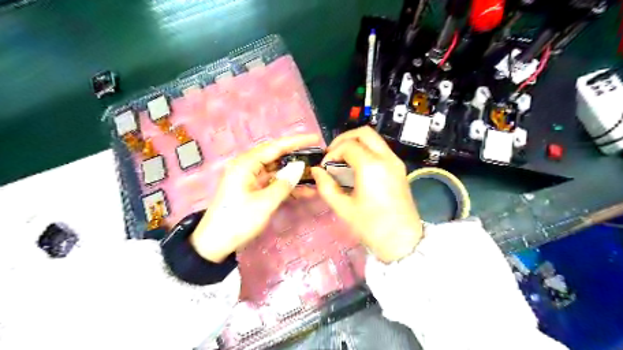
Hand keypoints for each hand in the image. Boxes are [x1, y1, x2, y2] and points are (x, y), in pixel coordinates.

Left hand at [191, 134, 320, 261]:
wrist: (215, 243)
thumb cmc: (238, 221)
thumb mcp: (264, 203)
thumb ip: (284, 183)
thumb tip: (299, 167)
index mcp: (246, 164)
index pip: (275, 147)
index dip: (297, 142)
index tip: (315, 138)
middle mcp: (248, 166)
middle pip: (276, 155)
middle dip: (297, 156)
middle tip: (317, 155)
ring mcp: (250, 178)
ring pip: (277, 170)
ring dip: (294, 173)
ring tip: (315, 174)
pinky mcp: (253, 189)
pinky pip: (273, 182)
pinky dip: (287, 186)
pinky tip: (305, 191)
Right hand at [311, 126, 423, 261]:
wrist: (403, 241)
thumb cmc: (371, 227)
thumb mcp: (343, 208)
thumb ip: (326, 186)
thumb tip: (317, 171)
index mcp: (371, 166)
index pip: (348, 145)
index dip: (332, 153)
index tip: (325, 167)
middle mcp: (386, 158)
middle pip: (364, 132)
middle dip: (344, 139)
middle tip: (333, 155)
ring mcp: (396, 162)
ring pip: (374, 139)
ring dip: (356, 143)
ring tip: (343, 160)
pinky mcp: (400, 168)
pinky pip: (381, 149)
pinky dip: (366, 151)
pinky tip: (357, 167)